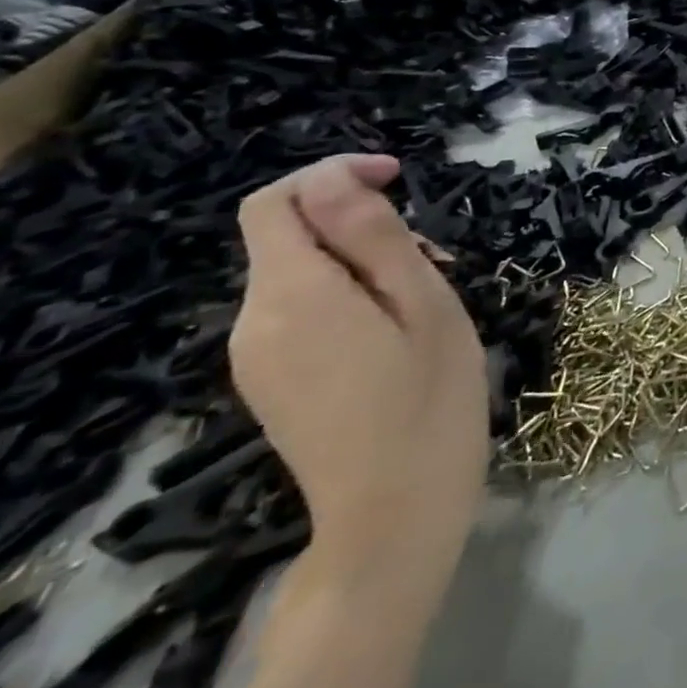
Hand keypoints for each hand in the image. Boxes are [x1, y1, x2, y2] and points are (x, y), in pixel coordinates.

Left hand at [232, 155, 488, 594]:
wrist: (396, 513)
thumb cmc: (429, 397)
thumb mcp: (423, 302)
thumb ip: (373, 237)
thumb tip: (336, 180)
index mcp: (291, 296)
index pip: (275, 202)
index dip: (333, 173)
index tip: (400, 176)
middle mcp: (253, 322)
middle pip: (287, 235)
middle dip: (358, 221)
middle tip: (433, 253)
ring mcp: (256, 358)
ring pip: (300, 272)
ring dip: (360, 259)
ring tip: (426, 294)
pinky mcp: (270, 382)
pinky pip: (300, 310)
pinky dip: (347, 294)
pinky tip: (398, 328)